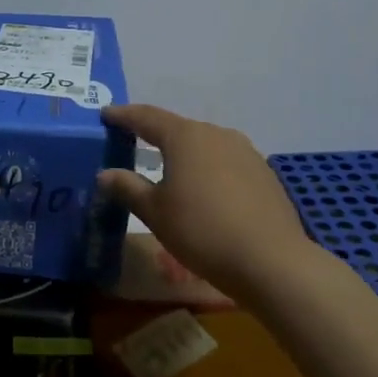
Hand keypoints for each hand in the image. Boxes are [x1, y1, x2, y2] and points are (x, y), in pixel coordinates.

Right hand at [97, 103, 312, 301]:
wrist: (272, 261)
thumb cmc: (202, 231)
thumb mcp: (155, 212)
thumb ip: (128, 188)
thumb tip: (105, 174)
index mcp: (185, 136)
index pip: (146, 117)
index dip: (123, 115)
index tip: (105, 115)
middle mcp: (215, 133)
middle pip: (178, 128)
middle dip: (154, 135)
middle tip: (132, 142)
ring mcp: (244, 151)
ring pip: (204, 145)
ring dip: (184, 153)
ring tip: (169, 169)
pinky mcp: (263, 173)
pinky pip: (226, 162)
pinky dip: (208, 169)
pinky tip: (205, 191)